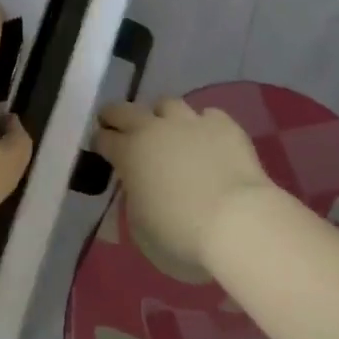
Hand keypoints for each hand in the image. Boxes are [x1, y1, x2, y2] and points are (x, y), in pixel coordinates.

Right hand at [94, 98, 287, 273]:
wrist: (237, 222)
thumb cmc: (181, 235)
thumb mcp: (140, 226)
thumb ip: (134, 198)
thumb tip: (139, 186)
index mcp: (129, 153)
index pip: (104, 138)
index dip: (100, 142)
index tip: (101, 148)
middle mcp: (155, 129)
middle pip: (126, 110)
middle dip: (117, 115)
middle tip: (117, 124)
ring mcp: (191, 122)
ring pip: (168, 104)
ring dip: (162, 116)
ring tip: (169, 131)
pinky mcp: (224, 125)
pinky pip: (208, 115)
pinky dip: (203, 126)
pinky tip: (208, 140)